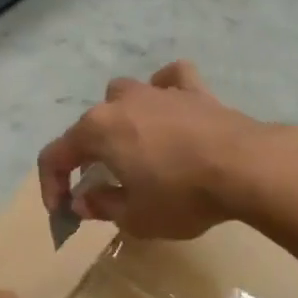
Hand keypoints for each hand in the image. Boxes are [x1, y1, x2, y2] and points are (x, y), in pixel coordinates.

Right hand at [37, 61, 290, 239]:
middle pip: (89, 126)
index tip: (63, 212)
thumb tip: (84, 201)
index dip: (51, 186)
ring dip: (120, 119)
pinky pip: (170, 80)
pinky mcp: (194, 91)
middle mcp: (121, 102)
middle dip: (87, 157)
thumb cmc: (182, 196)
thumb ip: (103, 206)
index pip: (55, 156)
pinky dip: (165, 90)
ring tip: (133, 146)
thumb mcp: (135, 218)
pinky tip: (169, 106)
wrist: (246, 168)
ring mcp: (158, 91)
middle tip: (101, 188)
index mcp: (97, 130)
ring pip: (123, 95)